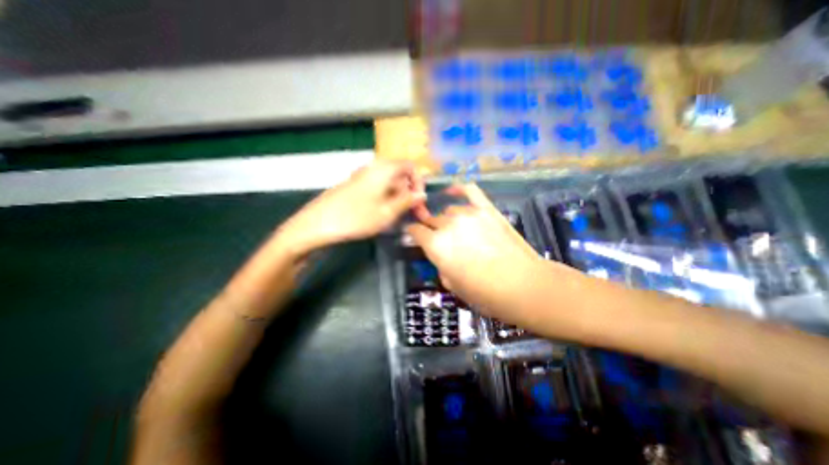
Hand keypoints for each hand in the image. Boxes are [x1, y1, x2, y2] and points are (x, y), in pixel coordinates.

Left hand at [279, 158, 427, 253]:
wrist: (317, 224)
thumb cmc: (356, 218)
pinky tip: (383, 214)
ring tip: (399, 217)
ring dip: (399, 198)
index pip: (411, 166)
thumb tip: (422, 194)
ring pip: (389, 183)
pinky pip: (377, 188)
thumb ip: (407, 201)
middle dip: (410, 193)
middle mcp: (374, 168)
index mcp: (384, 169)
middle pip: (400, 175)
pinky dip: (386, 198)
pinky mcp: (355, 186)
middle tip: (413, 214)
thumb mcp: (387, 212)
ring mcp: (362, 176)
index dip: (419, 183)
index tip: (419, 202)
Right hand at [405, 183, 549, 321]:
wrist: (523, 286)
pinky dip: (459, 189)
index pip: (415, 231)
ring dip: (448, 220)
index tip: (413, 234)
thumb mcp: (453, 286)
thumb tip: (442, 258)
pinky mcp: (487, 210)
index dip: (412, 233)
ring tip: (456, 229)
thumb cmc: (485, 294)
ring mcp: (469, 214)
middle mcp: (448, 225)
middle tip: (437, 238)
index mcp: (436, 246)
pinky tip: (453, 190)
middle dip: (431, 228)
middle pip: (432, 220)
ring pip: (450, 211)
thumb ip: (442, 266)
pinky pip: (470, 192)